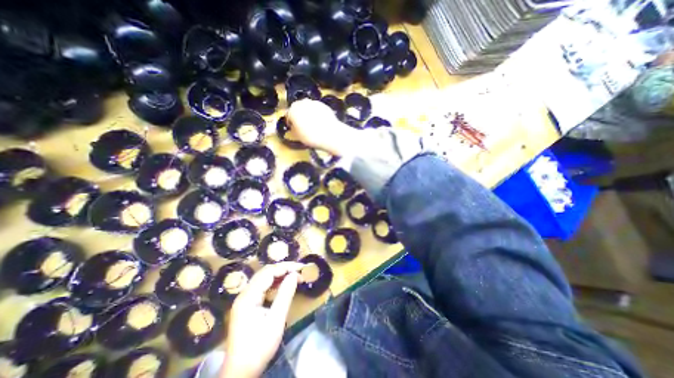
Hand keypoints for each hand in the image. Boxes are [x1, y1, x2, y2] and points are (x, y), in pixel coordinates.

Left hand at [222, 263, 305, 377]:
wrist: (240, 373)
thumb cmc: (259, 347)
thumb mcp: (276, 321)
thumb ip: (285, 295)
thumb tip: (294, 275)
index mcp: (248, 297)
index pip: (269, 273)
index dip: (286, 267)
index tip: (301, 267)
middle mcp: (244, 294)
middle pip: (265, 273)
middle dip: (283, 269)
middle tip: (299, 270)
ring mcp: (244, 299)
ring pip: (263, 279)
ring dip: (279, 275)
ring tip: (294, 275)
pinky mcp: (247, 305)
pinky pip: (262, 287)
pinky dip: (274, 283)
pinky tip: (283, 285)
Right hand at [284, 98, 357, 155]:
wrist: (330, 134)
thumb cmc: (311, 137)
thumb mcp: (298, 136)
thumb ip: (293, 128)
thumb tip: (294, 126)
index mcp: (292, 110)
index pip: (288, 115)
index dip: (291, 122)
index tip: (294, 128)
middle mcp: (302, 103)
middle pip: (298, 108)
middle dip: (300, 116)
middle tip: (303, 126)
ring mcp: (314, 102)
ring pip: (308, 108)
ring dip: (309, 114)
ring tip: (313, 125)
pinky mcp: (324, 105)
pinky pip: (318, 109)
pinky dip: (317, 114)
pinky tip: (320, 123)